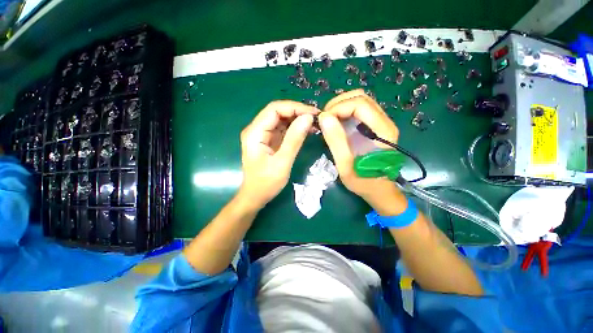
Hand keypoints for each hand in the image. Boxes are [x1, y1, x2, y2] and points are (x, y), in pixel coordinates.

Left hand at [238, 101, 317, 209]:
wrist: (255, 196)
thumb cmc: (266, 183)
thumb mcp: (282, 162)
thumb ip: (294, 140)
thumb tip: (308, 118)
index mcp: (255, 132)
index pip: (274, 109)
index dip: (294, 107)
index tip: (313, 113)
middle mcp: (257, 129)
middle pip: (278, 112)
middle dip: (297, 112)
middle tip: (316, 118)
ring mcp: (263, 135)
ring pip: (281, 119)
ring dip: (297, 119)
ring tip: (314, 124)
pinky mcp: (269, 141)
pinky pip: (282, 129)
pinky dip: (295, 128)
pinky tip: (307, 130)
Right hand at [319, 89, 402, 206]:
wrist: (379, 190)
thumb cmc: (363, 181)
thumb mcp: (346, 166)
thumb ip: (336, 141)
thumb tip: (324, 118)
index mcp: (382, 131)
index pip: (360, 104)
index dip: (338, 108)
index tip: (323, 120)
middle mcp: (385, 122)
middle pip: (361, 97)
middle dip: (338, 104)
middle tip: (324, 119)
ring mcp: (381, 123)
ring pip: (361, 101)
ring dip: (341, 106)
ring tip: (328, 120)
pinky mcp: (374, 127)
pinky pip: (360, 110)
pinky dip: (345, 111)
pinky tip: (336, 122)